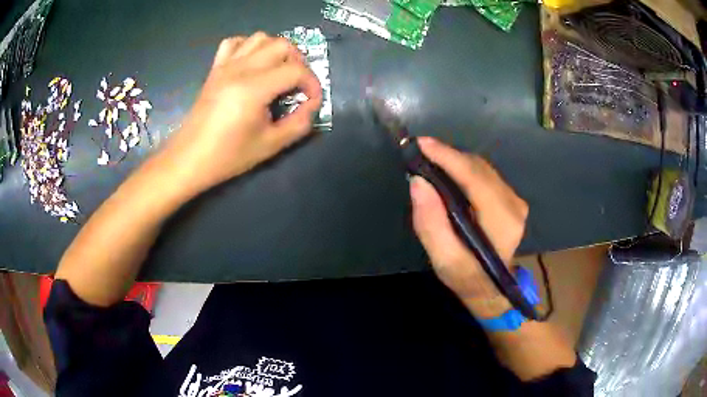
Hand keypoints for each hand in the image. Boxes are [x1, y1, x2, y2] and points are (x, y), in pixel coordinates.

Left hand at [162, 32, 322, 192]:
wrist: (189, 158)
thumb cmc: (228, 156)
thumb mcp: (270, 145)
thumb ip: (299, 123)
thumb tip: (312, 105)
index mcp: (254, 89)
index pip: (296, 71)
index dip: (312, 84)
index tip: (312, 101)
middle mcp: (240, 69)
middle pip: (282, 45)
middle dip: (299, 62)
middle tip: (299, 84)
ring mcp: (225, 66)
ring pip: (260, 38)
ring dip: (276, 50)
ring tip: (279, 71)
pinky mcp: (215, 69)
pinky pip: (234, 42)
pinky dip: (249, 46)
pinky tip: (252, 63)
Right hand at [410, 137, 528, 317]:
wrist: (489, 287)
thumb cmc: (466, 276)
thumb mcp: (443, 258)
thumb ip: (431, 222)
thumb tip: (418, 181)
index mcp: (502, 221)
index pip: (475, 178)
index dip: (448, 157)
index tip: (422, 144)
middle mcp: (514, 205)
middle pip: (478, 168)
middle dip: (448, 157)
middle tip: (420, 154)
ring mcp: (516, 200)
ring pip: (482, 168)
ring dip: (455, 162)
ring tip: (430, 162)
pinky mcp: (511, 198)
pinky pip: (485, 174)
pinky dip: (464, 169)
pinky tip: (449, 174)